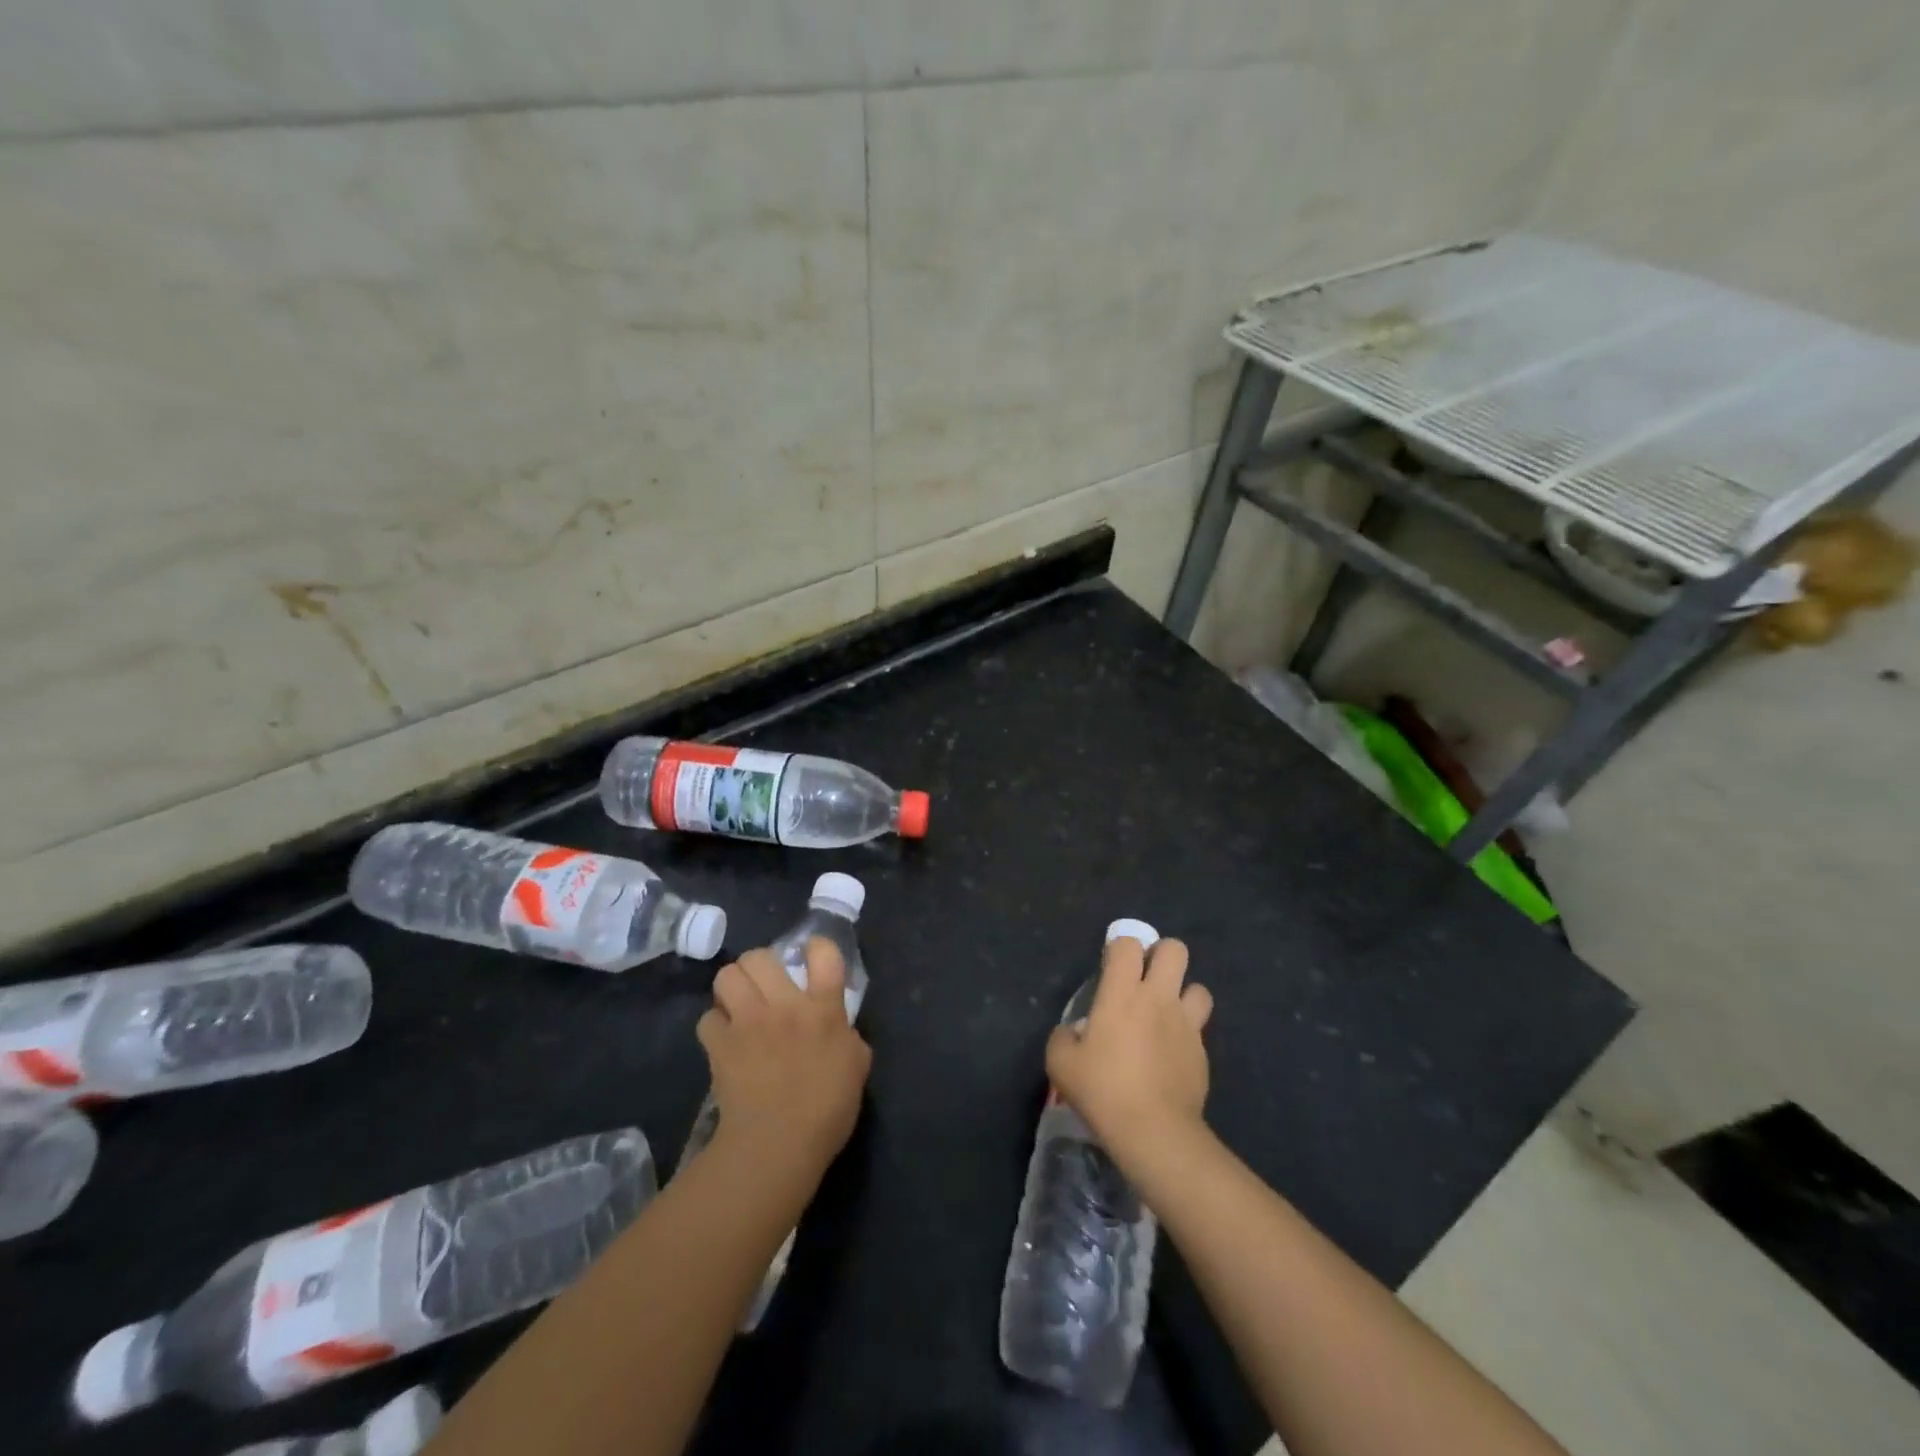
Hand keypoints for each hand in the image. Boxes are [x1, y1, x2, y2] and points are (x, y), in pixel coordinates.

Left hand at [697, 937, 871, 1177]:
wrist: (777, 1146)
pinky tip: (724, 1040)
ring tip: (739, 1004)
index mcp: (824, 1010)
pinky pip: (708, 1018)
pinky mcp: (720, 1045)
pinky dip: (715, 1026)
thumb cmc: (827, 1112)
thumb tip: (841, 1030)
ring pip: (727, 976)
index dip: (818, 947)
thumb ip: (849, 1038)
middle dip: (760, 965)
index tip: (813, 956)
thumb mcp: (856, 1069)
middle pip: (761, 956)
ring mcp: (749, 1023)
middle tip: (765, 986)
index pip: (824, 954)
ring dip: (733, 987)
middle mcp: (785, 1006)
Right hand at [1046, 935, 1212, 1162]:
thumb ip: (1063, 1037)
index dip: (1120, 949)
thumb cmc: (1103, 1090)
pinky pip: (1199, 1029)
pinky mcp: (1202, 1052)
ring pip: (1198, 987)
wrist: (1154, 1131)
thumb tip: (1072, 1032)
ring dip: (1183, 995)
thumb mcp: (1060, 1063)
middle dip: (1161, 956)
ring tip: (1166, 1015)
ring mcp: (1185, 1024)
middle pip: (1175, 950)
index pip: (1128, 944)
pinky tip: (1172, 1055)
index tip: (1111, 969)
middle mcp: (1158, 998)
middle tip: (1145, 980)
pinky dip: (1187, 1034)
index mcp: (1122, 993)